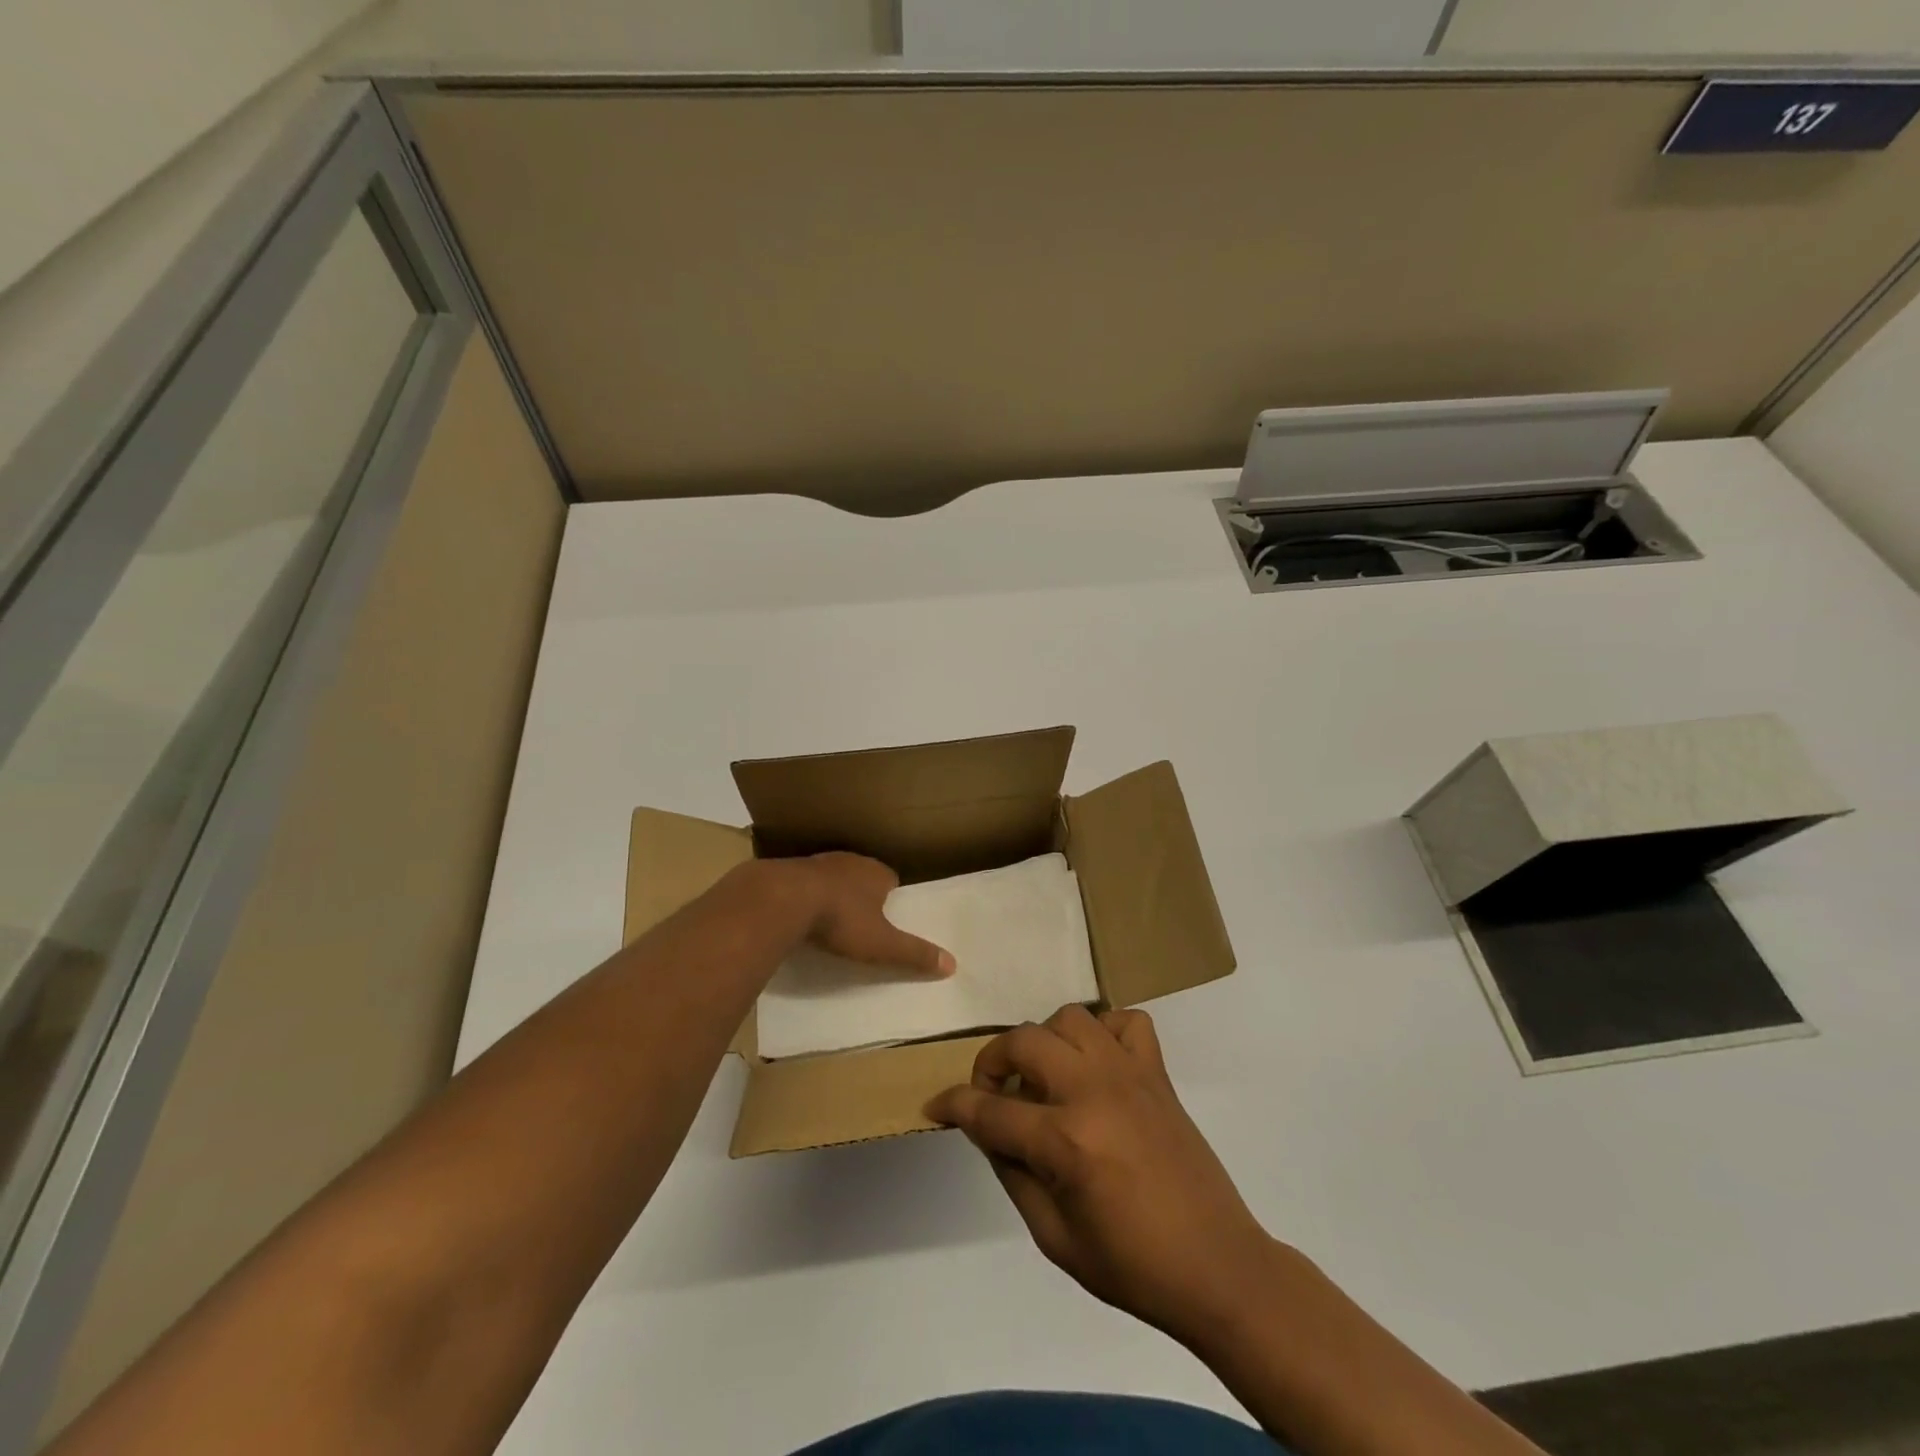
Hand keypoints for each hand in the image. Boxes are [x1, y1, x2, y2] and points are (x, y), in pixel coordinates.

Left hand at [793, 852, 954, 976]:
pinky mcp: (789, 871)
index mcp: (876, 873)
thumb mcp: (882, 943)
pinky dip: (806, 895)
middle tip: (861, 918)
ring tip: (830, 917)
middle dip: (862, 893)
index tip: (887, 915)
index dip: (890, 896)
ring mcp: (817, 862)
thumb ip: (914, 953)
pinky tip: (801, 912)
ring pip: (832, 876)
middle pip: (862, 875)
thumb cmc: (842, 919)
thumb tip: (953, 965)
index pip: (890, 879)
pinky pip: (804, 882)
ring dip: (833, 892)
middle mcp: (849, 861)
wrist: (784, 899)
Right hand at [928, 1005, 1275, 1345]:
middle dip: (993, 1061)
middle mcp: (1093, 1091)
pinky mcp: (1158, 1073)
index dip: (954, 1105)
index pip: (990, 1109)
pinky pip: (1127, 1021)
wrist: (1217, 1267)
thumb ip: (1013, 1173)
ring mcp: (1130, 1074)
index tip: (936, 1105)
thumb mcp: (1054, 1238)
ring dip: (1046, 1040)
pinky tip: (1097, 1064)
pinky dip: (1105, 1031)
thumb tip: (989, 1128)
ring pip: (1071, 1018)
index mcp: (1066, 1141)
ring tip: (1046, 1076)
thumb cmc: (1132, 1266)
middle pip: (1024, 1042)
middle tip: (993, 1092)